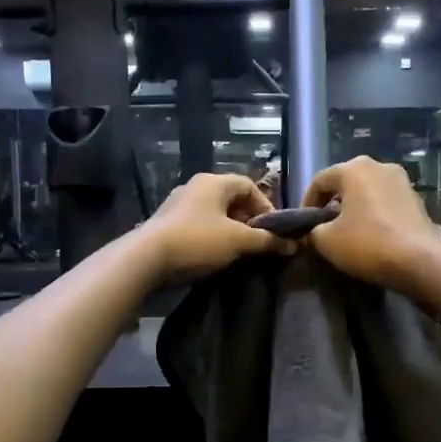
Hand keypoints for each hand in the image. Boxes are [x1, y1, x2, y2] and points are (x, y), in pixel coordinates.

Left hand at [142, 172, 292, 281]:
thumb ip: (267, 241)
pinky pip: (198, 226)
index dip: (266, 206)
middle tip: (258, 243)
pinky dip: (211, 237)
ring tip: (238, 252)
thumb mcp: (238, 241)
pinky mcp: (167, 224)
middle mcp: (195, 187)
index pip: (248, 185)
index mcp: (213, 182)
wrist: (146, 259)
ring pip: (214, 214)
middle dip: (248, 220)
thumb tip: (293, 244)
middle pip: (231, 199)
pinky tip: (214, 256)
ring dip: (230, 230)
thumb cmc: (198, 241)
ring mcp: (178, 205)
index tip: (273, 230)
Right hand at [303, 156, 440, 291]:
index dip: (306, 202)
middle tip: (323, 227)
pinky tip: (371, 235)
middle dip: (331, 203)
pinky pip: (385, 202)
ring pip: (367, 191)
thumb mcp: (327, 241)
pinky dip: (373, 214)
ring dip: (354, 208)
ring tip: (346, 232)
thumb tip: (312, 232)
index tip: (302, 225)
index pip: (320, 180)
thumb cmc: (368, 244)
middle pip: (345, 182)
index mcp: (354, 168)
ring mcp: (402, 181)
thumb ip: (312, 231)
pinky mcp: (416, 199)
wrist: (421, 261)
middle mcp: (379, 166)